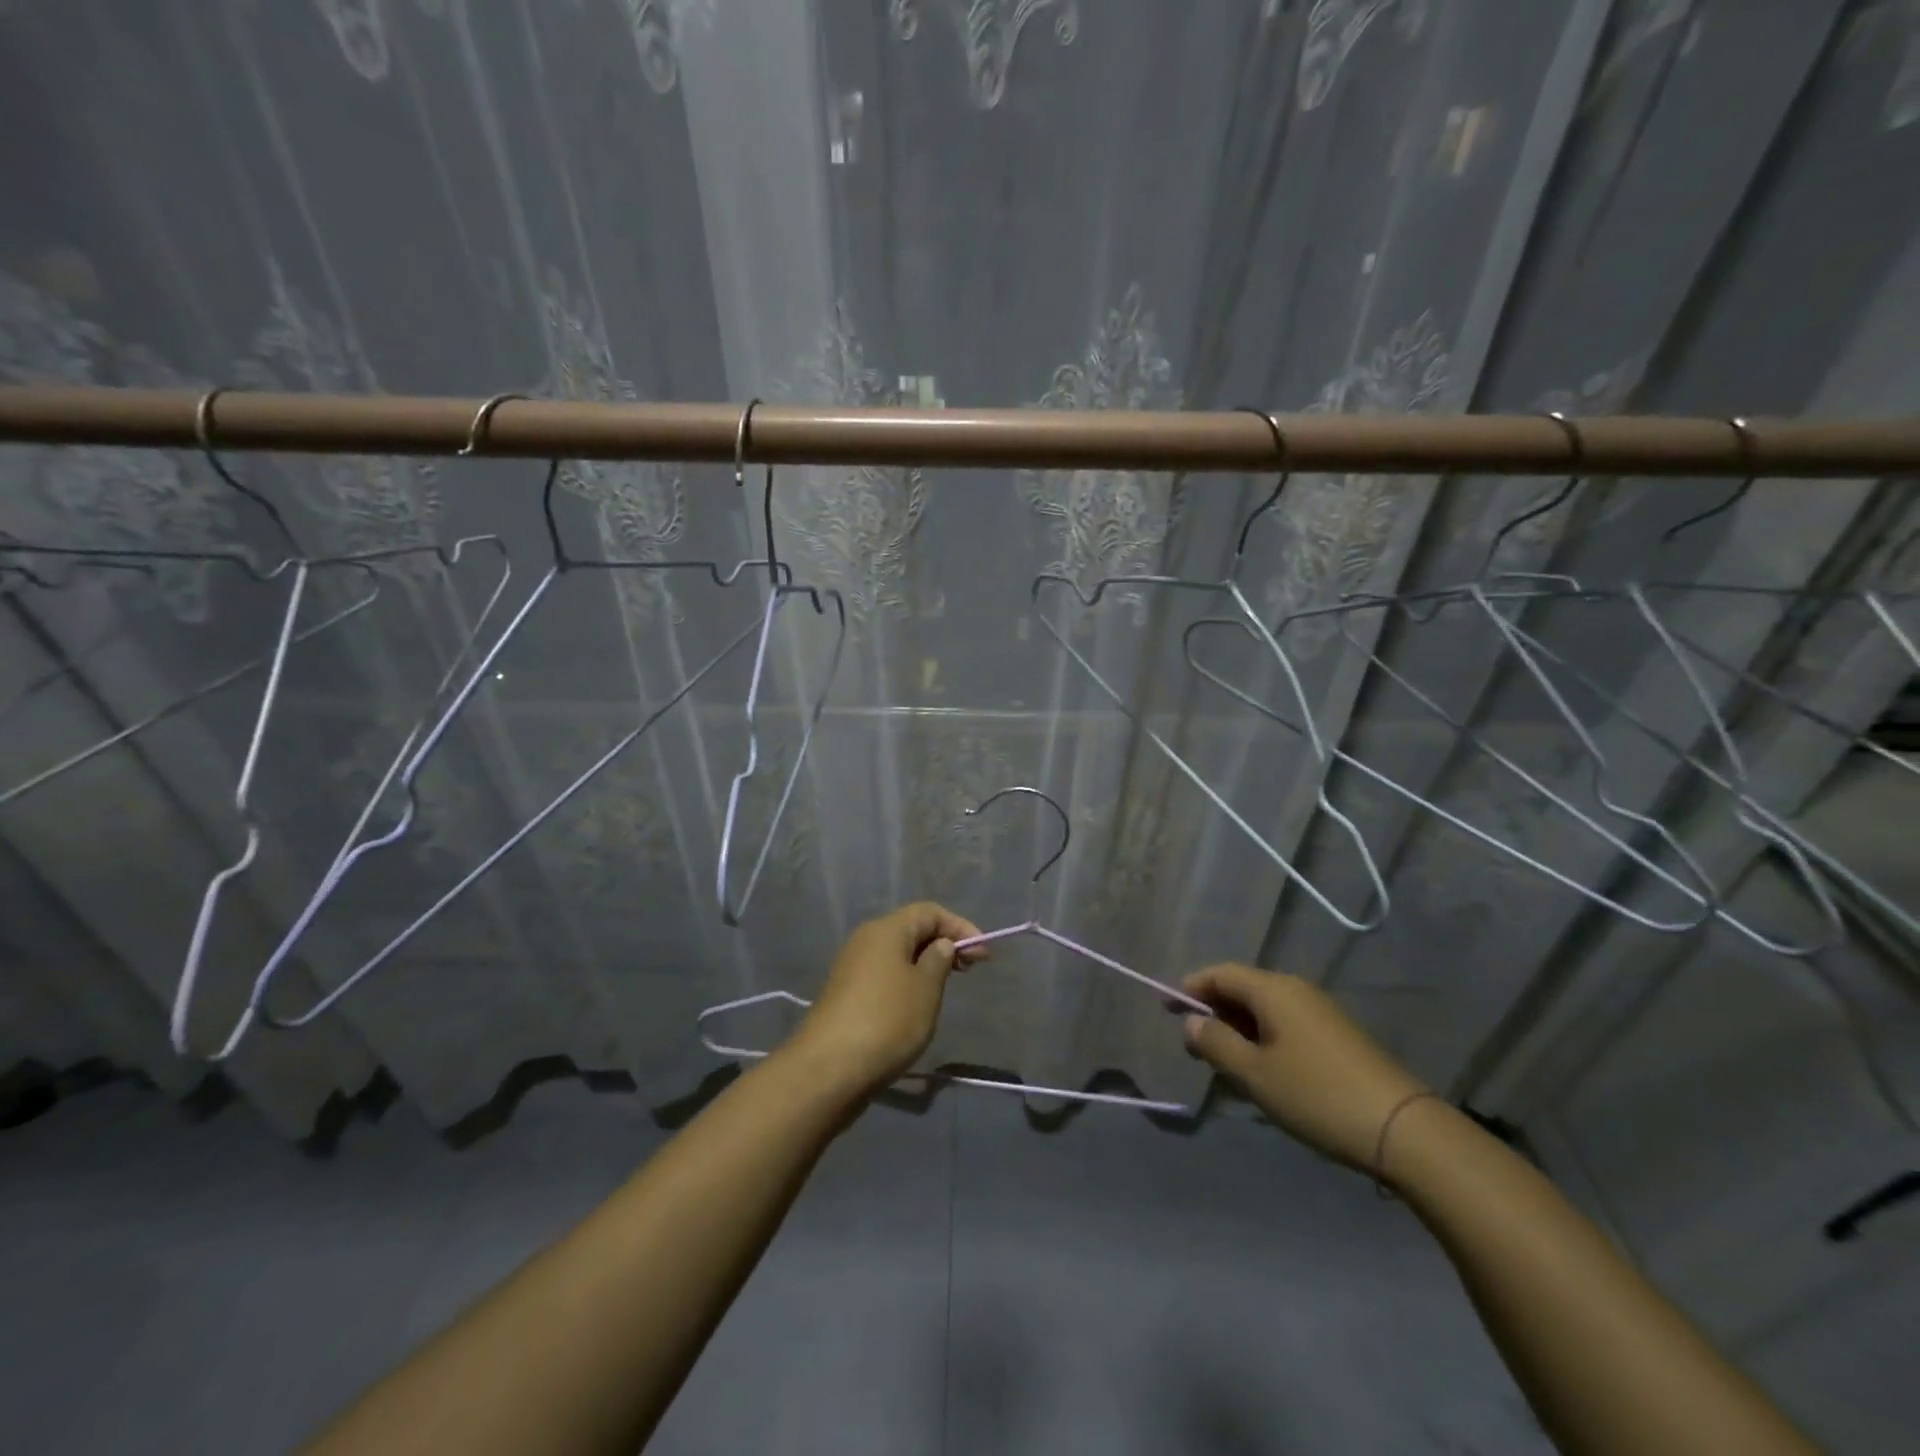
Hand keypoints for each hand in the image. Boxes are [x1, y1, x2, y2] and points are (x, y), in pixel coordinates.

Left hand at [788, 901, 987, 1094]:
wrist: (828, 1069)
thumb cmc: (887, 1021)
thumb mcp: (925, 989)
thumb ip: (939, 960)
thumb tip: (940, 945)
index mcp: (886, 929)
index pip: (929, 912)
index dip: (960, 927)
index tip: (984, 954)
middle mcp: (866, 940)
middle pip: (911, 930)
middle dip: (943, 944)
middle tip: (969, 970)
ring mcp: (852, 967)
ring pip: (897, 954)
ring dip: (925, 965)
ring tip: (945, 989)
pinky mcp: (846, 994)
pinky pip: (884, 975)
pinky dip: (906, 981)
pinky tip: (916, 1007)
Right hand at [1181, 963, 1426, 1170]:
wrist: (1403, 1129)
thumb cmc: (1317, 1095)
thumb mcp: (1254, 1074)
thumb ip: (1216, 1044)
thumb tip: (1191, 1023)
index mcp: (1273, 990)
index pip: (1220, 974)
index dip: (1189, 988)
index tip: (1165, 1008)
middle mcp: (1296, 990)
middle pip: (1242, 988)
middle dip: (1213, 1011)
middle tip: (1192, 1044)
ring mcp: (1320, 1012)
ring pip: (1264, 1009)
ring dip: (1237, 1028)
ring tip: (1222, 1061)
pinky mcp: (1337, 1036)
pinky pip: (1285, 1024)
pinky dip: (1262, 1038)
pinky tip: (1260, 1070)